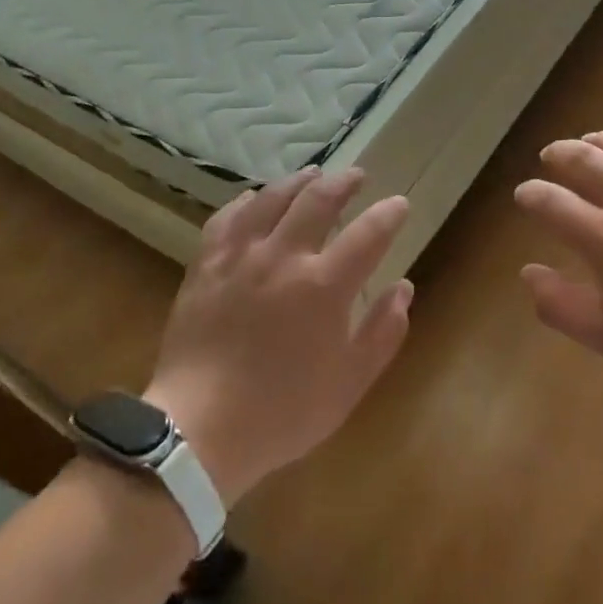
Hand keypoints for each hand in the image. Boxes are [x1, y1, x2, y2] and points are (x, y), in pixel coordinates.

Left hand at [144, 168, 411, 500]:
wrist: (199, 429)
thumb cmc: (283, 412)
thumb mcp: (350, 383)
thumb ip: (383, 331)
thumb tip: (403, 288)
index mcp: (325, 286)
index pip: (368, 234)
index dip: (389, 214)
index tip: (399, 204)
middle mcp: (284, 257)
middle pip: (318, 201)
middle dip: (343, 183)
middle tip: (357, 176)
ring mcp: (240, 257)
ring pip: (271, 199)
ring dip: (297, 182)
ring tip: (312, 174)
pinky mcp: (206, 265)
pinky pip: (227, 218)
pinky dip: (246, 202)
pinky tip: (253, 198)